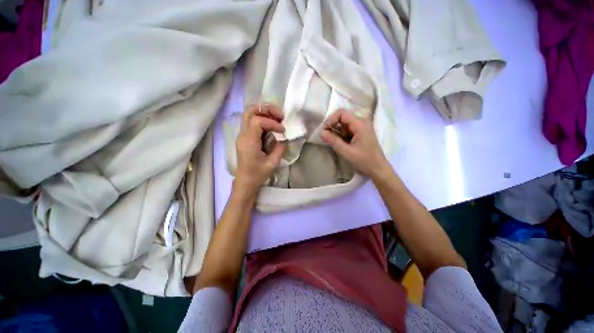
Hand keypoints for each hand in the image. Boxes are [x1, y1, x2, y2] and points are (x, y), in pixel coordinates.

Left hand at [234, 104, 285, 197]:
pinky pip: (251, 122)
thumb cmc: (257, 175)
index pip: (257, 121)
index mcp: (248, 142)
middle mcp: (242, 135)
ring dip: (264, 113)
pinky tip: (272, 125)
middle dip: (266, 109)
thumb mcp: (272, 163)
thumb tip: (285, 137)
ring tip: (277, 118)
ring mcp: (242, 135)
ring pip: (249, 114)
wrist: (245, 182)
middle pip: (249, 111)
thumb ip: (279, 148)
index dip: (271, 122)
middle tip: (280, 115)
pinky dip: (262, 119)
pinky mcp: (244, 137)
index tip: (282, 130)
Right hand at [321, 109, 390, 178]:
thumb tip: (321, 132)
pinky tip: (340, 143)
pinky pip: (348, 129)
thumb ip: (333, 140)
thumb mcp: (346, 151)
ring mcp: (363, 127)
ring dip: (337, 131)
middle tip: (326, 138)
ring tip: (332, 142)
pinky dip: (342, 135)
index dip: (331, 120)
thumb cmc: (364, 160)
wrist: (378, 169)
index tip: (325, 131)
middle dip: (333, 126)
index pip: (341, 113)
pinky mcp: (362, 133)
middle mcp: (362, 122)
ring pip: (345, 124)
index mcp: (360, 124)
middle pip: (343, 117)